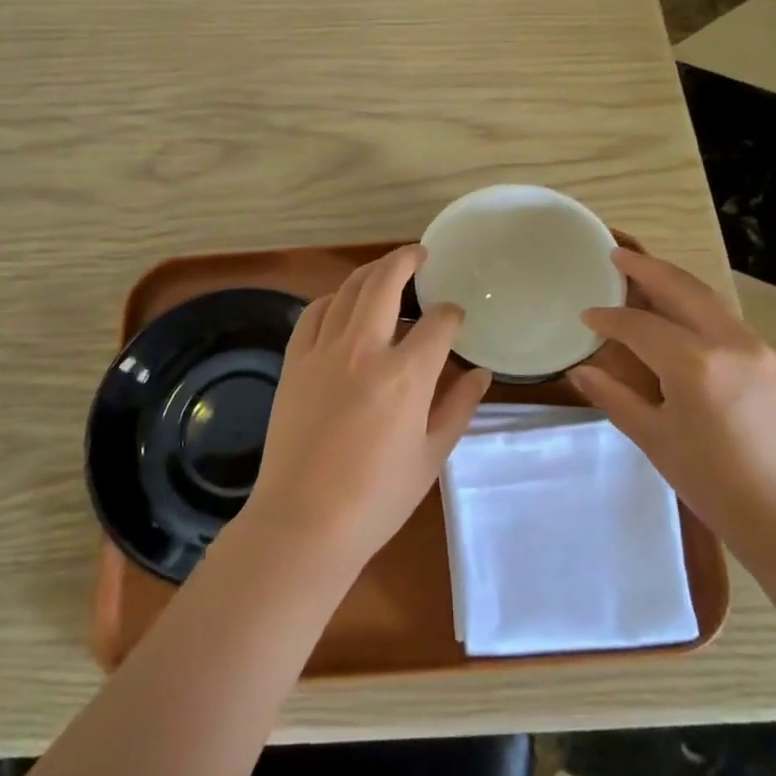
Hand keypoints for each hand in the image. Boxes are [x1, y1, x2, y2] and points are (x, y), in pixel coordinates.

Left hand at [243, 246, 490, 575]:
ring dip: (370, 273)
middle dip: (407, 260)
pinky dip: (332, 299)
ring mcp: (323, 352)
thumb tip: (481, 373)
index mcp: (405, 376)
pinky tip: (342, 304)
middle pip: (385, 283)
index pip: (437, 323)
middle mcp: (363, 350)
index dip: (452, 314)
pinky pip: (313, 313)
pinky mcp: (294, 362)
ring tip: (385, 271)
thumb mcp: (431, 456)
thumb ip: (459, 407)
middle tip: (421, 254)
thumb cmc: (377, 497)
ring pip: (347, 290)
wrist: (304, 521)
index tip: (456, 318)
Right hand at [571, 249, 775, 575]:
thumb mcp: (657, 441)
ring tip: (648, 276)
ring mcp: (762, 350)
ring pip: (711, 301)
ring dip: (677, 284)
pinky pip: (730, 324)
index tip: (586, 315)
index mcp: (695, 364)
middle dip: (647, 268)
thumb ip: (615, 397)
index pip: (639, 325)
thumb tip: (580, 371)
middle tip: (617, 254)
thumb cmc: (717, 488)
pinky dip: (701, 312)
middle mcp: (731, 343)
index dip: (608, 318)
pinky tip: (686, 323)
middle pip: (682, 289)